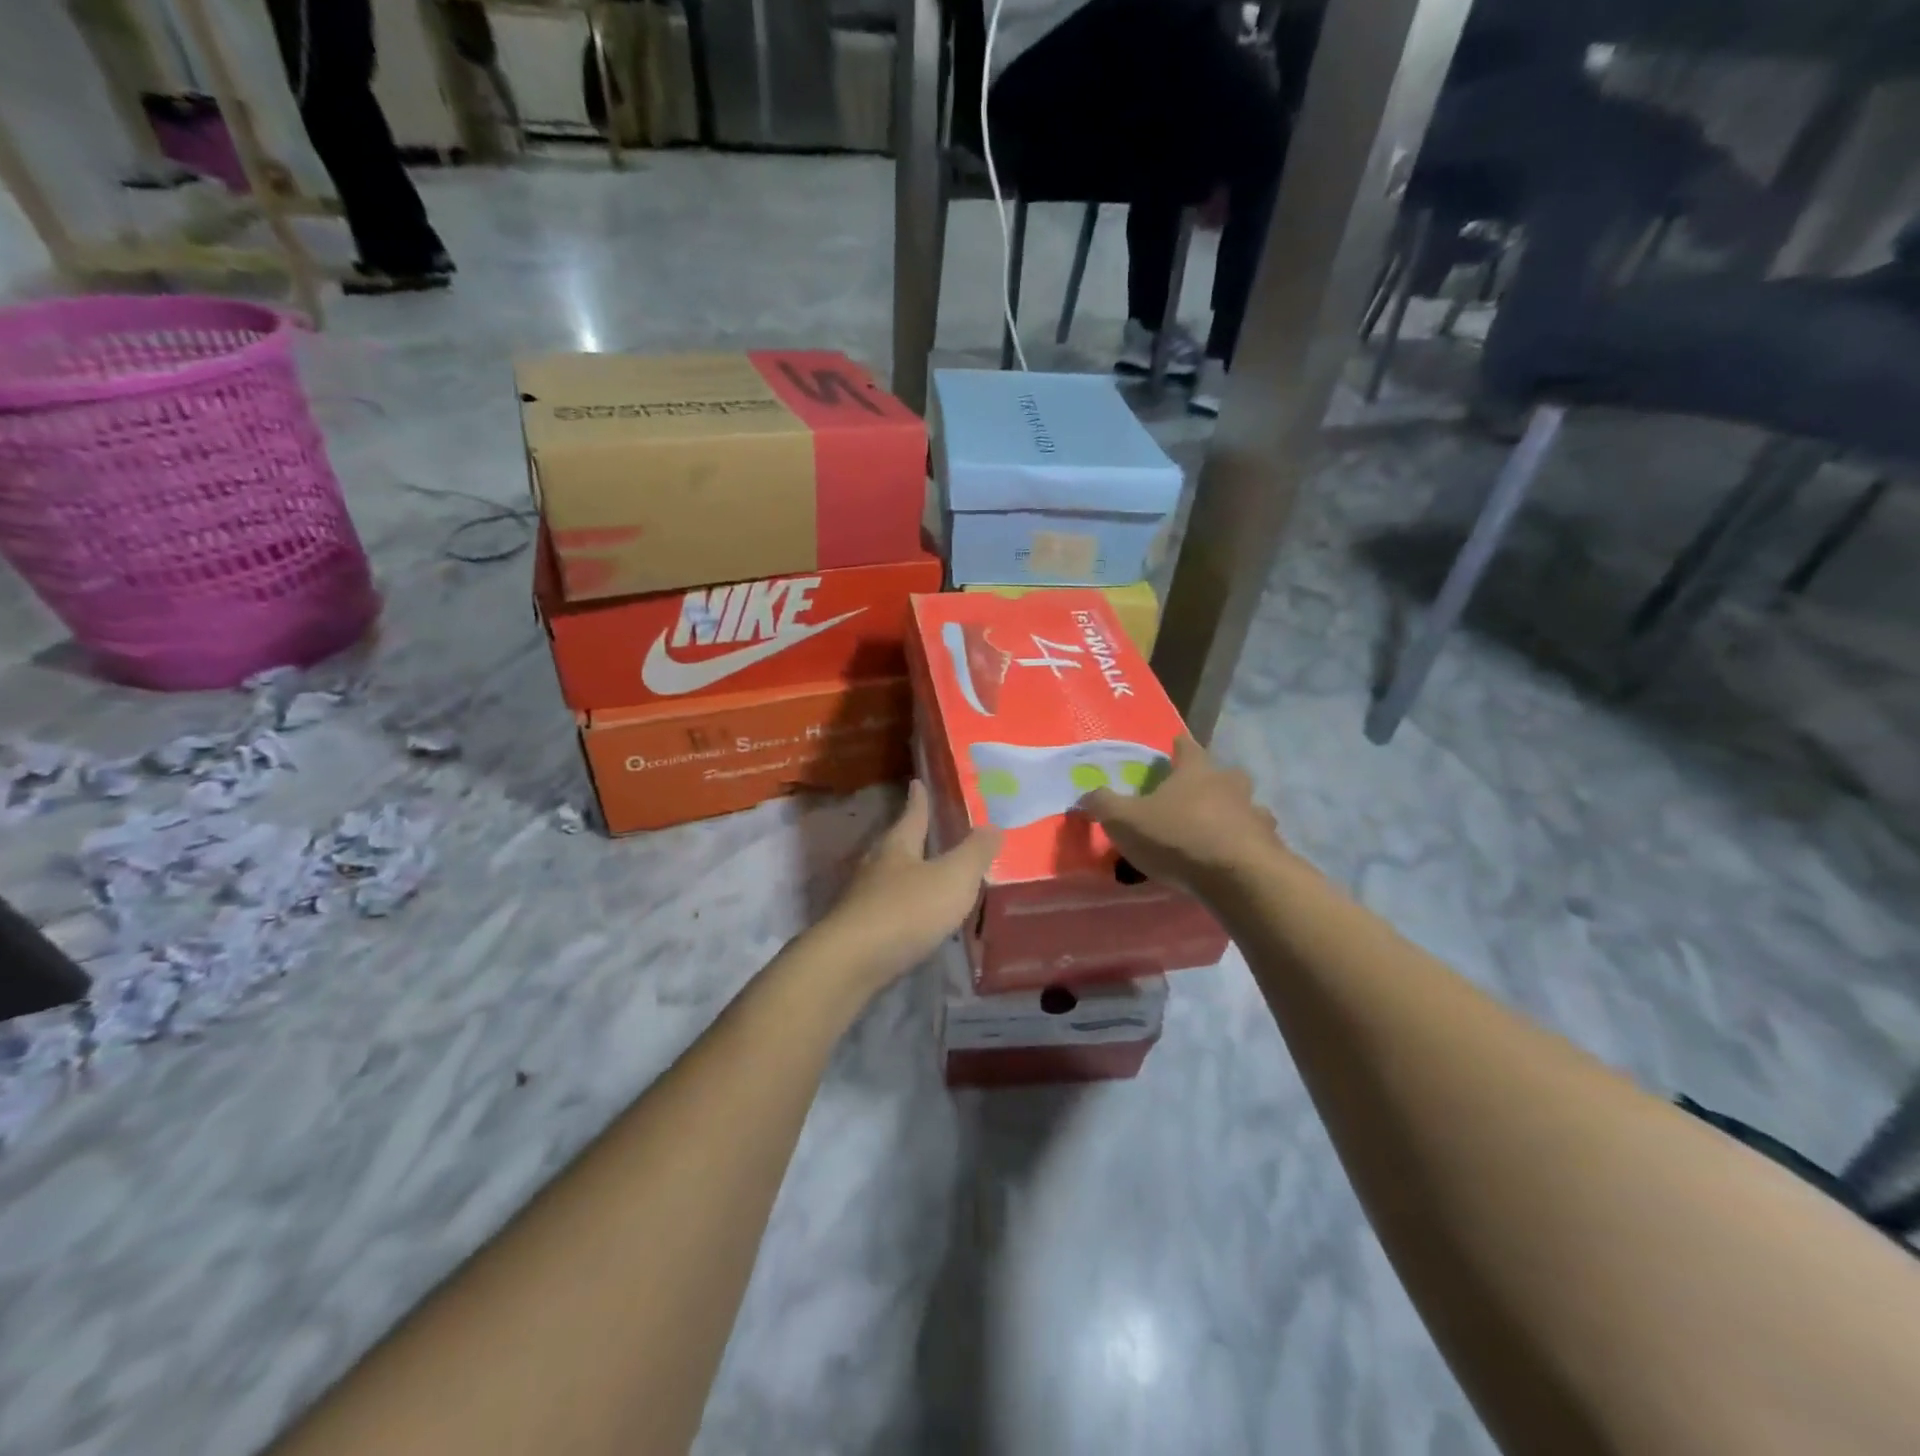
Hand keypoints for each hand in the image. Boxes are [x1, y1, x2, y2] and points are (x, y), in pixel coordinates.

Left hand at [815, 781, 1001, 995]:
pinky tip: (915, 917)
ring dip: (908, 873)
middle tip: (927, 828)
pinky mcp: (860, 929)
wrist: (852, 962)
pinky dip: (904, 906)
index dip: (919, 799)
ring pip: (890, 877)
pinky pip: (888, 908)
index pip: (912, 814)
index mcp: (898, 846)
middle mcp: (877, 866)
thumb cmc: (907, 910)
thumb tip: (993, 825)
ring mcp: (864, 898)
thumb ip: (975, 852)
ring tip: (927, 873)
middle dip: (911, 836)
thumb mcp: (953, 877)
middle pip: (896, 844)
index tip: (917, 782)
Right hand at [1076, 737, 1284, 892]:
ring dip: (1234, 813)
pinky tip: (1233, 859)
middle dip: (1212, 780)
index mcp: (1196, 772)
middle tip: (1196, 794)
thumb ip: (1103, 805)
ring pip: (1246, 806)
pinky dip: (1245, 844)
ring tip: (1217, 830)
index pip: (1188, 747)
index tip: (1176, 745)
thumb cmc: (1178, 837)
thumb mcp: (1125, 821)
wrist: (1238, 876)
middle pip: (1224, 774)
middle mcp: (1230, 785)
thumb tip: (1085, 793)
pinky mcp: (1270, 846)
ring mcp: (1255, 814)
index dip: (1179, 746)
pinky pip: (1256, 839)